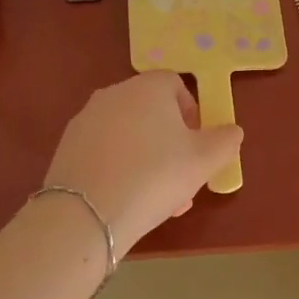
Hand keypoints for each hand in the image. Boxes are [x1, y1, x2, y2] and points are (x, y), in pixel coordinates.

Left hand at [43, 72, 243, 251]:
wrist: (86, 213)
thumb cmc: (155, 176)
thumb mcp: (204, 161)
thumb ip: (225, 141)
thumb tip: (231, 131)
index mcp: (148, 87)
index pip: (175, 85)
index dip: (192, 113)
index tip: (198, 145)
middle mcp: (114, 94)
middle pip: (151, 112)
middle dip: (171, 144)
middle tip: (182, 178)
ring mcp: (86, 119)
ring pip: (128, 135)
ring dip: (148, 160)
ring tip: (159, 200)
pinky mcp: (67, 147)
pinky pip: (105, 151)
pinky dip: (120, 168)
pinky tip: (127, 201)